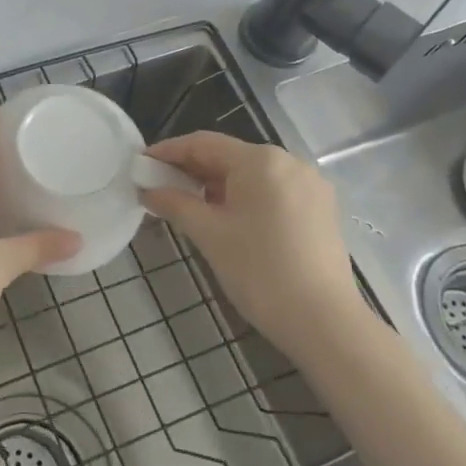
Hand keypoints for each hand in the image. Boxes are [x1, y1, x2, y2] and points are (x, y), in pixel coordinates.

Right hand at [140, 132, 360, 365]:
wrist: (324, 322)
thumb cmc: (259, 271)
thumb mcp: (209, 234)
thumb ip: (175, 204)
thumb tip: (148, 190)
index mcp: (260, 160)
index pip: (204, 144)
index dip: (169, 151)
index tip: (142, 162)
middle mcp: (289, 161)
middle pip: (229, 156)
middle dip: (192, 169)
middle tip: (159, 186)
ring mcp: (309, 185)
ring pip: (252, 175)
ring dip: (217, 185)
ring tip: (188, 204)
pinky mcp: (320, 208)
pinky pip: (272, 191)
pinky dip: (244, 197)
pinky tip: (227, 218)